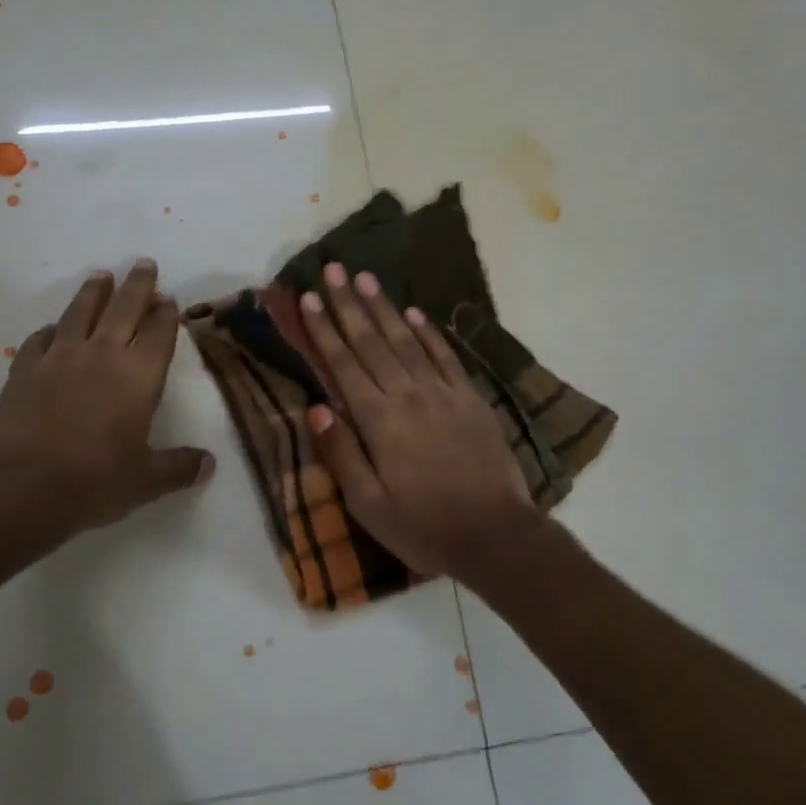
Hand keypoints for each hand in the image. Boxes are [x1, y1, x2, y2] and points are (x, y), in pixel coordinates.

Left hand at [0, 260, 213, 555]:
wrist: (23, 487)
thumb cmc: (95, 481)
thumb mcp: (147, 481)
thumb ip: (179, 467)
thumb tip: (209, 464)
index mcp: (139, 376)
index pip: (159, 332)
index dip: (166, 313)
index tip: (169, 298)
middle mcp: (102, 355)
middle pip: (124, 308)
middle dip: (137, 285)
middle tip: (144, 263)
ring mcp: (60, 357)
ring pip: (81, 312)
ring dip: (94, 292)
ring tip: (101, 276)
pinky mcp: (25, 369)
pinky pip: (41, 338)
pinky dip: (52, 329)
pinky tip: (54, 328)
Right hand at [298, 262, 534, 576]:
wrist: (496, 535)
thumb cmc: (423, 526)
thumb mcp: (368, 504)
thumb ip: (341, 452)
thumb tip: (315, 407)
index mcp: (378, 420)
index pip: (343, 364)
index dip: (324, 329)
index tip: (309, 298)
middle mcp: (408, 395)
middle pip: (372, 341)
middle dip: (349, 304)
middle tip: (334, 268)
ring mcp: (443, 393)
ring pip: (407, 340)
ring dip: (384, 307)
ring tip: (366, 278)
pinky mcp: (470, 399)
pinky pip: (445, 356)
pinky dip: (428, 332)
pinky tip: (415, 313)